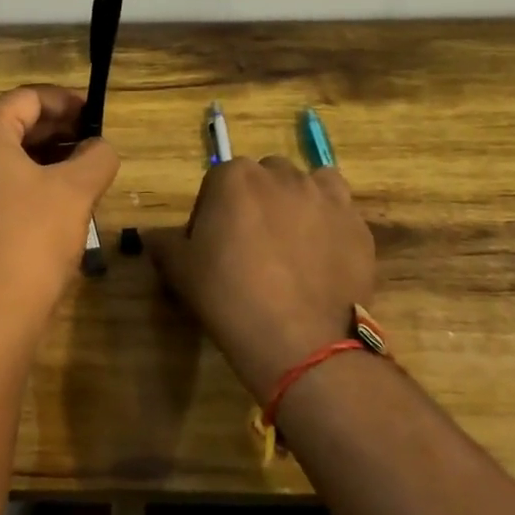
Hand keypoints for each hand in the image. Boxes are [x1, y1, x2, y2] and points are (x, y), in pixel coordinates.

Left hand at [0, 86, 120, 330]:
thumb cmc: (33, 235)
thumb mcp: (75, 189)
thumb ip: (96, 157)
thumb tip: (100, 148)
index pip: (25, 98)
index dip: (64, 100)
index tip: (96, 114)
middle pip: (13, 126)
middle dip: (57, 129)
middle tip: (94, 141)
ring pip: (8, 160)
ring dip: (47, 158)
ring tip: (84, 170)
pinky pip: (1, 188)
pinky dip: (32, 184)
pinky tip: (62, 202)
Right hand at [150, 158, 377, 402]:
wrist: (300, 340)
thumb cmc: (228, 296)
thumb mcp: (179, 270)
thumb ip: (164, 243)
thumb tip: (156, 236)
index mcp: (234, 177)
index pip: (217, 182)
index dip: (212, 213)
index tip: (212, 246)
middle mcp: (282, 175)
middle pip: (264, 178)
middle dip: (256, 202)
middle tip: (251, 245)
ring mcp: (325, 197)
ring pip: (306, 186)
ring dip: (296, 204)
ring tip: (291, 245)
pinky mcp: (357, 224)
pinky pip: (340, 212)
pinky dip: (329, 225)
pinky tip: (322, 258)